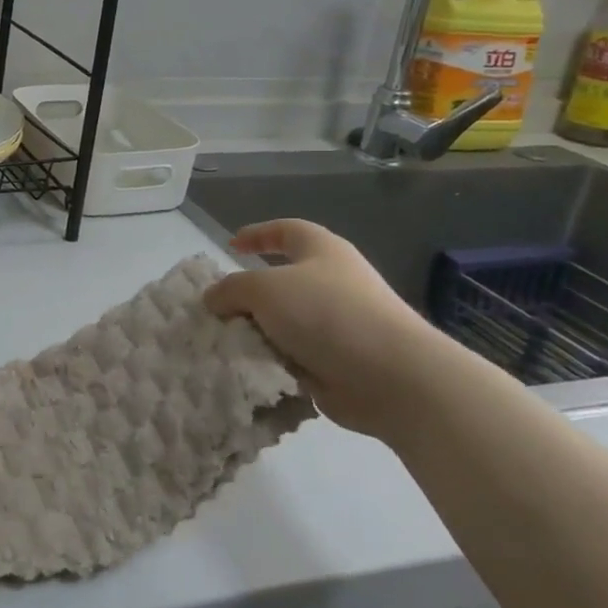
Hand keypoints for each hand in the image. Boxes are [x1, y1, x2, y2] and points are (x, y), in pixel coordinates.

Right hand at [205, 219, 467, 440]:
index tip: (230, 246)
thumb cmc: (327, 314)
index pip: (285, 230)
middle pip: (282, 280)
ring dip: (259, 332)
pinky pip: (295, 356)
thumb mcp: (263, 288)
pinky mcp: (341, 362)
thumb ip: (231, 288)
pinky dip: (274, 361)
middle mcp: (333, 282)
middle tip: (220, 308)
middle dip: (250, 295)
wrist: (393, 378)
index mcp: (322, 251)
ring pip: (285, 322)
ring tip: (228, 343)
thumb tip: (214, 299)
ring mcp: (340, 324)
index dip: (257, 234)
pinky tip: (251, 368)